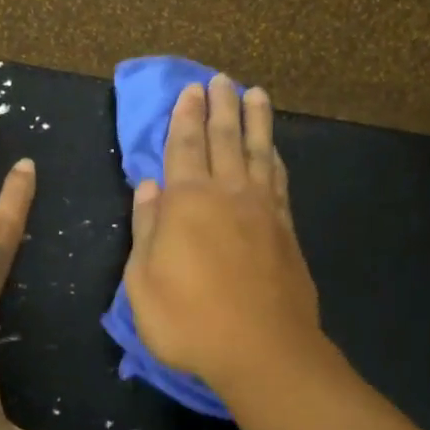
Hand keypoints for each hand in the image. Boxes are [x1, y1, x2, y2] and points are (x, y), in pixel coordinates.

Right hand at [122, 76, 323, 395]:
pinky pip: (279, 179)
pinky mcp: (286, 229)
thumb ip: (145, 229)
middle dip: (219, 106)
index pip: (183, 147)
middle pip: (224, 139)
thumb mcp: (142, 282)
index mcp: (186, 202)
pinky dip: (274, 157)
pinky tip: (273, 149)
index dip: (184, 117)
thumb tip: (148, 187)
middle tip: (220, 79)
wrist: (263, 350)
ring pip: (257, 152)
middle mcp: (227, 194)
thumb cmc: (189, 320)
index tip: (190, 90)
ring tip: (255, 95)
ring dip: (255, 121)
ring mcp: (262, 209)